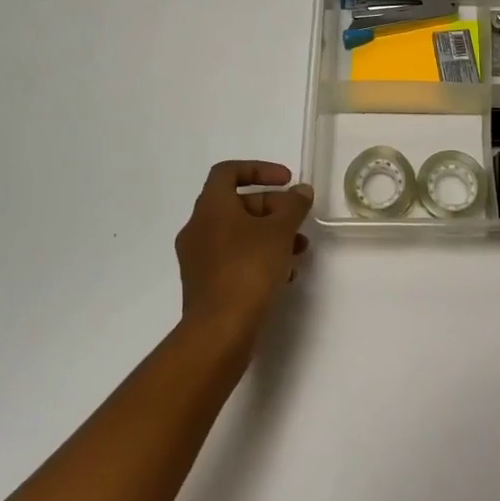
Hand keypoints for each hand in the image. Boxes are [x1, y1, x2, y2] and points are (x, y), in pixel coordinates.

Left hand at [175, 161, 313, 347]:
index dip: (259, 169)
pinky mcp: (204, 284)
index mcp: (211, 207)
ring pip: (238, 234)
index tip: (286, 181)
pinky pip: (234, 258)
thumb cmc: (248, 269)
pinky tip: (284, 274)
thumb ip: (293, 206)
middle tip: (298, 220)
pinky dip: (258, 257)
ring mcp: (198, 258)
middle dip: (272, 208)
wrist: (219, 331)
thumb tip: (301, 191)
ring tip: (299, 250)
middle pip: (237, 204)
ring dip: (270, 235)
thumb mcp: (280, 231)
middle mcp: (198, 228)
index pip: (228, 171)